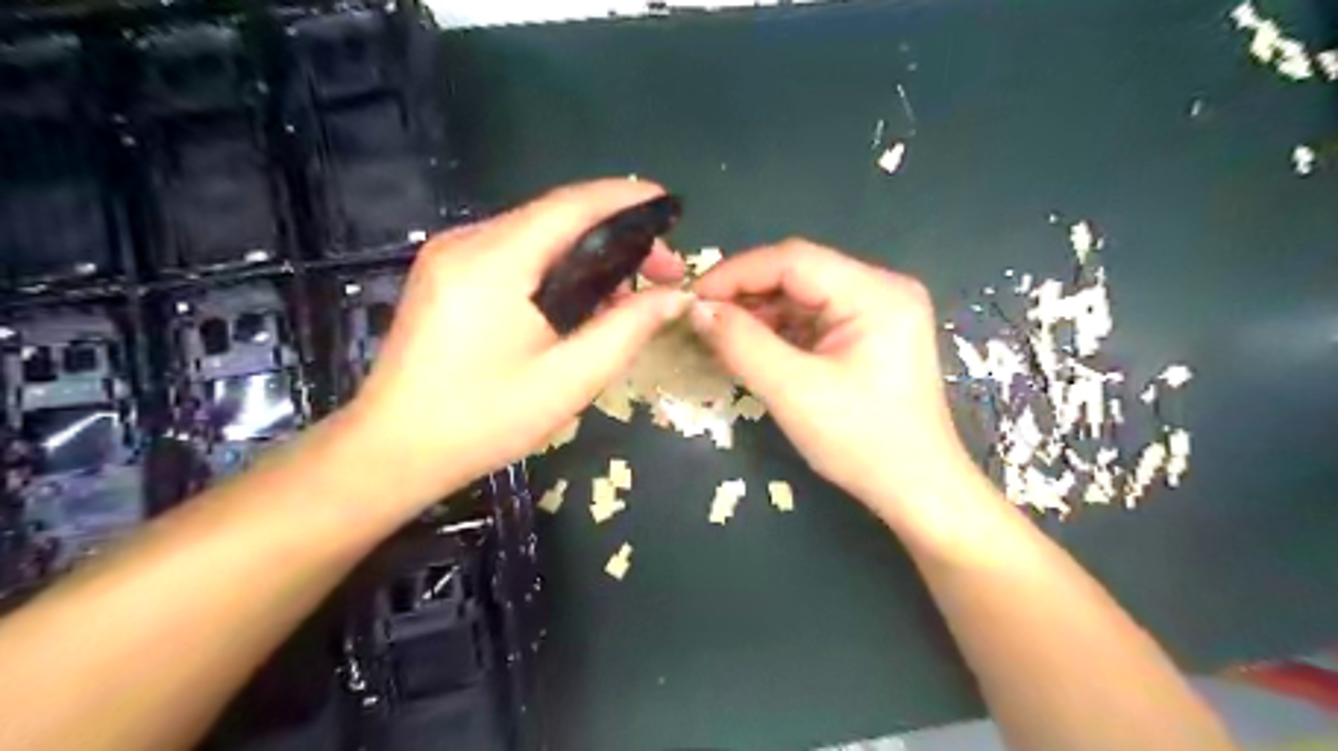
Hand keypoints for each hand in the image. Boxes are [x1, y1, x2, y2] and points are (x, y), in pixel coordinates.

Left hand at [342, 183, 690, 509]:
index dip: (627, 198)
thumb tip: (675, 296)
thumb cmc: (484, 420)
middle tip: (661, 273)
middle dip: (616, 234)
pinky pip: (514, 252)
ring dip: (588, 253)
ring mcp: (450, 255)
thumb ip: (627, 329)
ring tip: (628, 293)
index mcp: (494, 261)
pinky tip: (580, 300)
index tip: (671, 207)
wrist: (394, 450)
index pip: (573, 205)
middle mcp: (467, 242)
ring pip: (537, 234)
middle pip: (557, 216)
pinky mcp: (446, 273)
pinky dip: (557, 266)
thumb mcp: (569, 379)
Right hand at [688, 241, 979, 527]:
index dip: (736, 274)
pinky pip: (812, 320)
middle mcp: (881, 289)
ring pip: (801, 296)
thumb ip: (742, 344)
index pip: (793, 260)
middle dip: (745, 295)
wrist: (917, 490)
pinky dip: (777, 331)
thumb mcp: (794, 392)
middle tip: (700, 320)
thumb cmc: (863, 443)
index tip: (692, 299)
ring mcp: (876, 312)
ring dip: (758, 314)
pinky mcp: (867, 335)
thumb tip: (698, 310)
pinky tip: (748, 347)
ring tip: (717, 336)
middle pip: (798, 274)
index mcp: (876, 293)